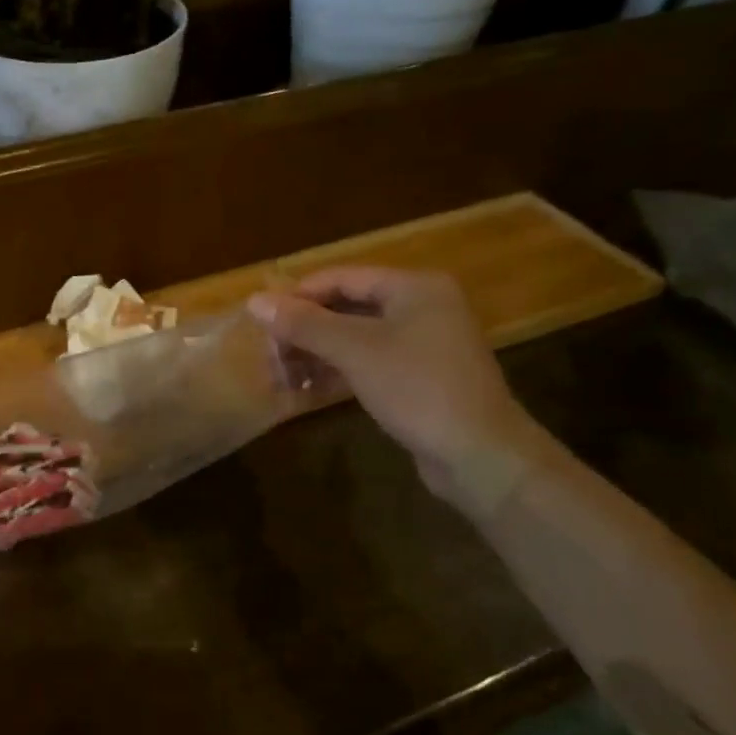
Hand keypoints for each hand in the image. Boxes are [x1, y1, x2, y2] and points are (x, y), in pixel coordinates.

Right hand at [249, 268, 546, 514]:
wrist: (480, 456)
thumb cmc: (418, 389)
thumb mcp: (355, 351)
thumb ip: (304, 324)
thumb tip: (255, 301)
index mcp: (414, 288)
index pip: (342, 278)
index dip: (299, 295)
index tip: (261, 318)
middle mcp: (422, 307)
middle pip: (348, 306)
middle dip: (305, 328)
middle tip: (269, 351)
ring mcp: (423, 343)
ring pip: (356, 336)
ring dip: (317, 351)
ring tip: (280, 372)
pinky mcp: (420, 376)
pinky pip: (369, 360)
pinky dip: (337, 369)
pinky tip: (307, 386)